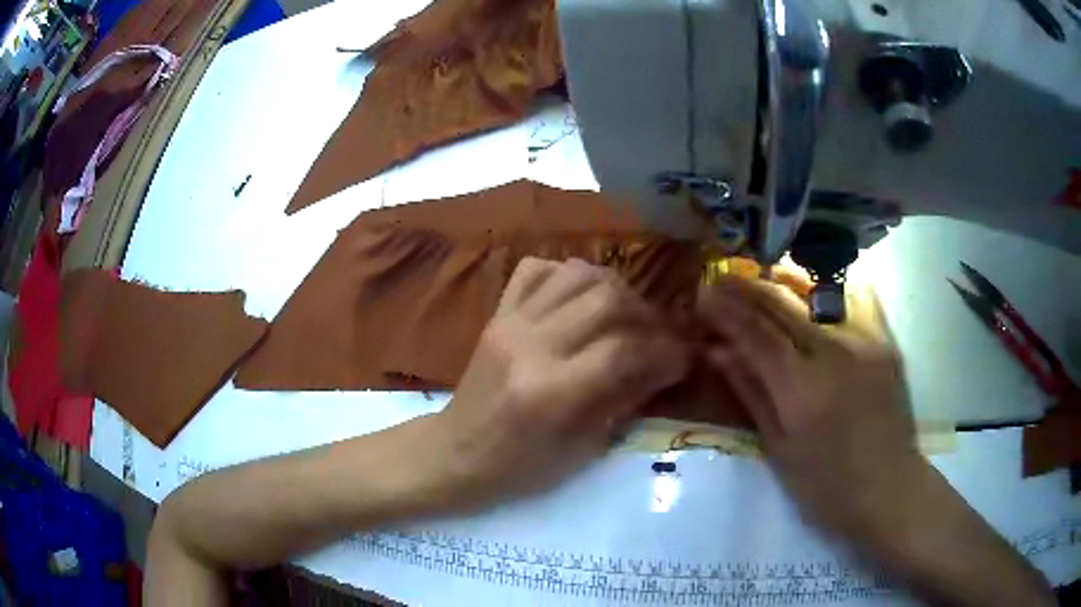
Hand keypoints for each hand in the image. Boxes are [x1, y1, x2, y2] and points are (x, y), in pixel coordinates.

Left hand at [428, 257, 687, 509]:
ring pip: (577, 273)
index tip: (682, 360)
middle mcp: (531, 346)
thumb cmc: (520, 467)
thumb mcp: (581, 450)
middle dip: (646, 315)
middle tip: (656, 337)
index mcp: (553, 392)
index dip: (666, 352)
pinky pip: (536, 269)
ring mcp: (510, 323)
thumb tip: (663, 366)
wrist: (457, 453)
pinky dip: (567, 274)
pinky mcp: (497, 314)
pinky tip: (580, 299)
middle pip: (607, 299)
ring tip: (625, 315)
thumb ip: (625, 401)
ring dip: (614, 289)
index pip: (626, 350)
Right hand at [696, 277, 917, 536]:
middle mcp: (835, 352)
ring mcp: (865, 340)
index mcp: (802, 389)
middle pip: (783, 302)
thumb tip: (717, 351)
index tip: (702, 291)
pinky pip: (853, 299)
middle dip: (746, 286)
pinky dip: (825, 291)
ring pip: (816, 292)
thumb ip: (751, 392)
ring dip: (782, 282)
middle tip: (721, 278)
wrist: (888, 488)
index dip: (725, 308)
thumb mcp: (779, 449)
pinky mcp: (885, 340)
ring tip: (760, 280)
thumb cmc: (826, 486)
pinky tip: (812, 294)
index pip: (755, 332)